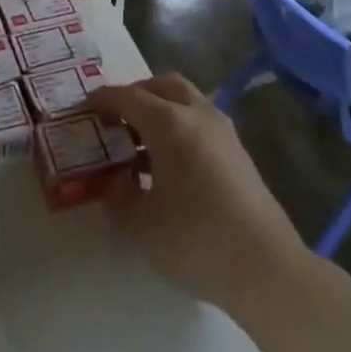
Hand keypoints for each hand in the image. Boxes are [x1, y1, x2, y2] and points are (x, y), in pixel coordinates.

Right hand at [88, 75, 305, 313]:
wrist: (265, 266)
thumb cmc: (196, 240)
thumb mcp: (142, 224)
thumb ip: (118, 196)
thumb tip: (112, 180)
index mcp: (170, 123)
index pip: (129, 96)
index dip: (104, 99)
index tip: (85, 108)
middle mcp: (198, 114)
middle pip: (162, 85)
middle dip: (136, 94)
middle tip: (115, 118)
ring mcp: (223, 130)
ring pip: (185, 99)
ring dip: (160, 108)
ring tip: (140, 143)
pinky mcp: (237, 150)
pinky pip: (200, 120)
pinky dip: (179, 124)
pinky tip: (170, 162)